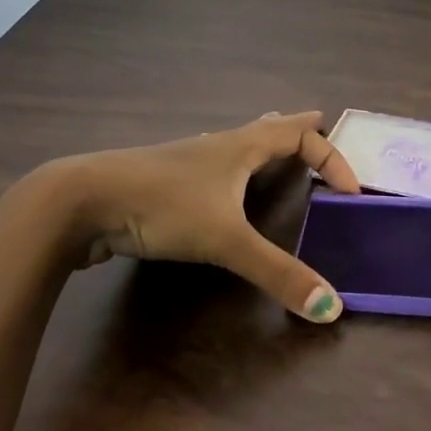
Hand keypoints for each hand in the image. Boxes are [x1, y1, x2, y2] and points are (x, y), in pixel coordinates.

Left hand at [36, 111, 360, 321]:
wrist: (79, 201)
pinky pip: (207, 167)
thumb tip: (331, 308)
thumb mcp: (225, 240)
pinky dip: (225, 166)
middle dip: (295, 128)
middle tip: (316, 122)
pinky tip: (212, 178)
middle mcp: (216, 146)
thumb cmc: (161, 205)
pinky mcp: (161, 183)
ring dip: (259, 143)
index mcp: (240, 147)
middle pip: (266, 128)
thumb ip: (277, 273)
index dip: (332, 158)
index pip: (300, 137)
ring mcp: (185, 163)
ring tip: (271, 144)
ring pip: (233, 144)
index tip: (350, 192)